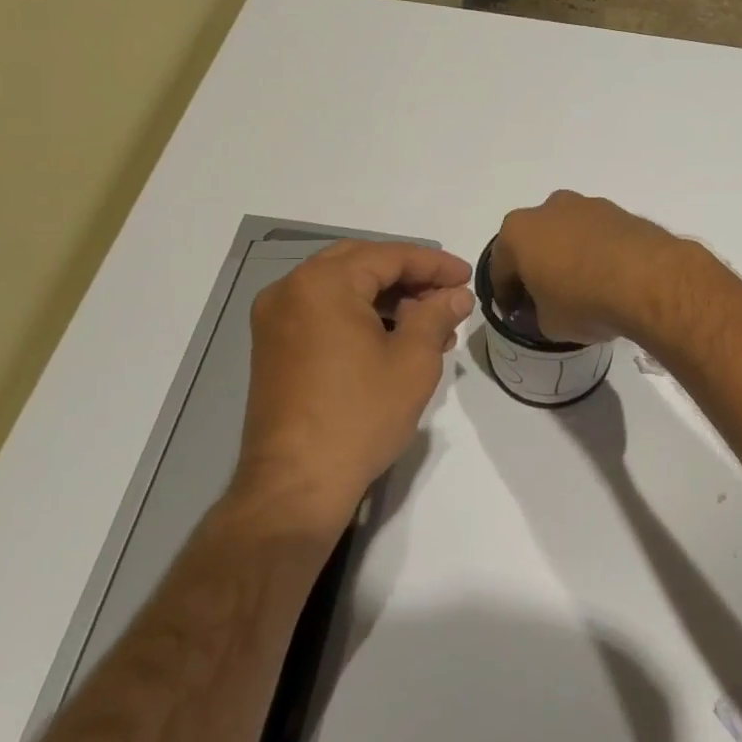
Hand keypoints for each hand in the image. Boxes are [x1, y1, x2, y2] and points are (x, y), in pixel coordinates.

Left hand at [233, 240, 473, 536]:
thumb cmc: (360, 416)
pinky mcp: (274, 348)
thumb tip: (456, 295)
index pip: (389, 256)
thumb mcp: (412, 361)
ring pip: (342, 288)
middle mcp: (290, 291)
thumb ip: (437, 315)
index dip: (433, 264)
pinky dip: (361, 315)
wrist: (296, 485)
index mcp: (322, 285)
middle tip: (448, 292)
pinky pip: (324, 312)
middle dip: (409, 275)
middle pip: (361, 263)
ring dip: (387, 297)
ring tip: (431, 323)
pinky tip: (396, 338)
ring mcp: (276, 320)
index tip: (467, 277)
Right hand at [490, 191, 690, 344]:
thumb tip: (546, 309)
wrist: (649, 280)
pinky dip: (598, 253)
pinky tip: (609, 279)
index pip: (500, 268)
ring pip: (568, 234)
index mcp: (518, 232)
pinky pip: (599, 235)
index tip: (516, 314)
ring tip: (584, 289)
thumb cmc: (584, 301)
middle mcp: (549, 209)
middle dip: (537, 268)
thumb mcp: (549, 324)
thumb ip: (538, 314)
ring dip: (569, 256)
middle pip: (534, 243)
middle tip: (547, 298)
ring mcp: (588, 205)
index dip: (506, 295)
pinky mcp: (621, 212)